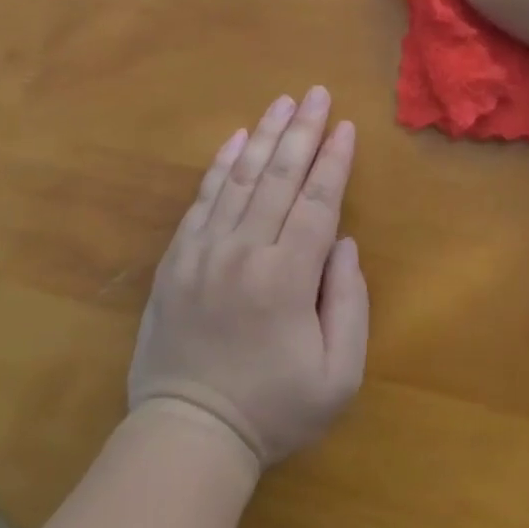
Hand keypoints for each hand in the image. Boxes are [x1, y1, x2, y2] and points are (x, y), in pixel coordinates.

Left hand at [128, 89, 368, 468]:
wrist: (188, 434)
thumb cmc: (272, 410)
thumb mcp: (337, 377)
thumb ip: (350, 304)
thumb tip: (343, 243)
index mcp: (288, 278)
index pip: (317, 202)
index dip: (334, 161)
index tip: (345, 126)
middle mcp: (246, 251)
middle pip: (280, 177)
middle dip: (302, 131)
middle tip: (316, 93)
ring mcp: (205, 251)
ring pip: (241, 178)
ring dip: (263, 136)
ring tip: (281, 102)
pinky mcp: (178, 258)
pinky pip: (202, 199)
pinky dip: (220, 165)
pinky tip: (234, 140)